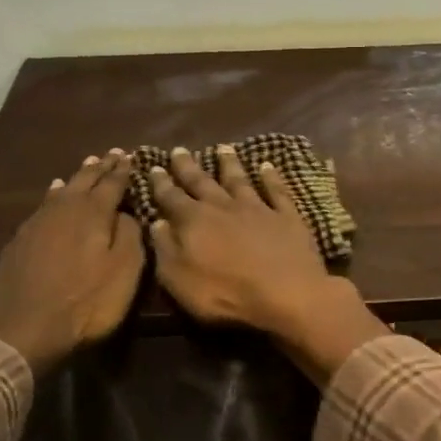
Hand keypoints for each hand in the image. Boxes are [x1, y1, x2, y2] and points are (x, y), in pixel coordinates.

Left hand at [0, 150, 144, 371]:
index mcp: (93, 213)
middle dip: (100, 168)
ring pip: (61, 191)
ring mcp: (36, 224)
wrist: (24, 331)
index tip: (131, 156)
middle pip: (84, 181)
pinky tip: (52, 195)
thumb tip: (125, 212)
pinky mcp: (19, 242)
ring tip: (86, 166)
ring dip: (76, 178)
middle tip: (112, 154)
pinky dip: (53, 196)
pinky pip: (42, 207)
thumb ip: (130, 235)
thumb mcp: (125, 271)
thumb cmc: (86, 302)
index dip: (123, 170)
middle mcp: (63, 210)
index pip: (112, 183)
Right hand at [149, 146, 386, 384]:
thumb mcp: (180, 279)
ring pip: (239, 179)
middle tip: (179, 149)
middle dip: (188, 166)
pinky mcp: (287, 216)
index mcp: (194, 221)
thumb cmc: (226, 294)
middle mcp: (224, 206)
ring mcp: (258, 208)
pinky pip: (277, 191)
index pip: (171, 197)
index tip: (153, 167)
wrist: (287, 293)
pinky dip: (271, 177)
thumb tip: (158, 222)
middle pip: (202, 182)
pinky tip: (267, 166)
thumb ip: (165, 249)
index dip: (161, 183)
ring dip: (229, 163)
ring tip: (223, 147)